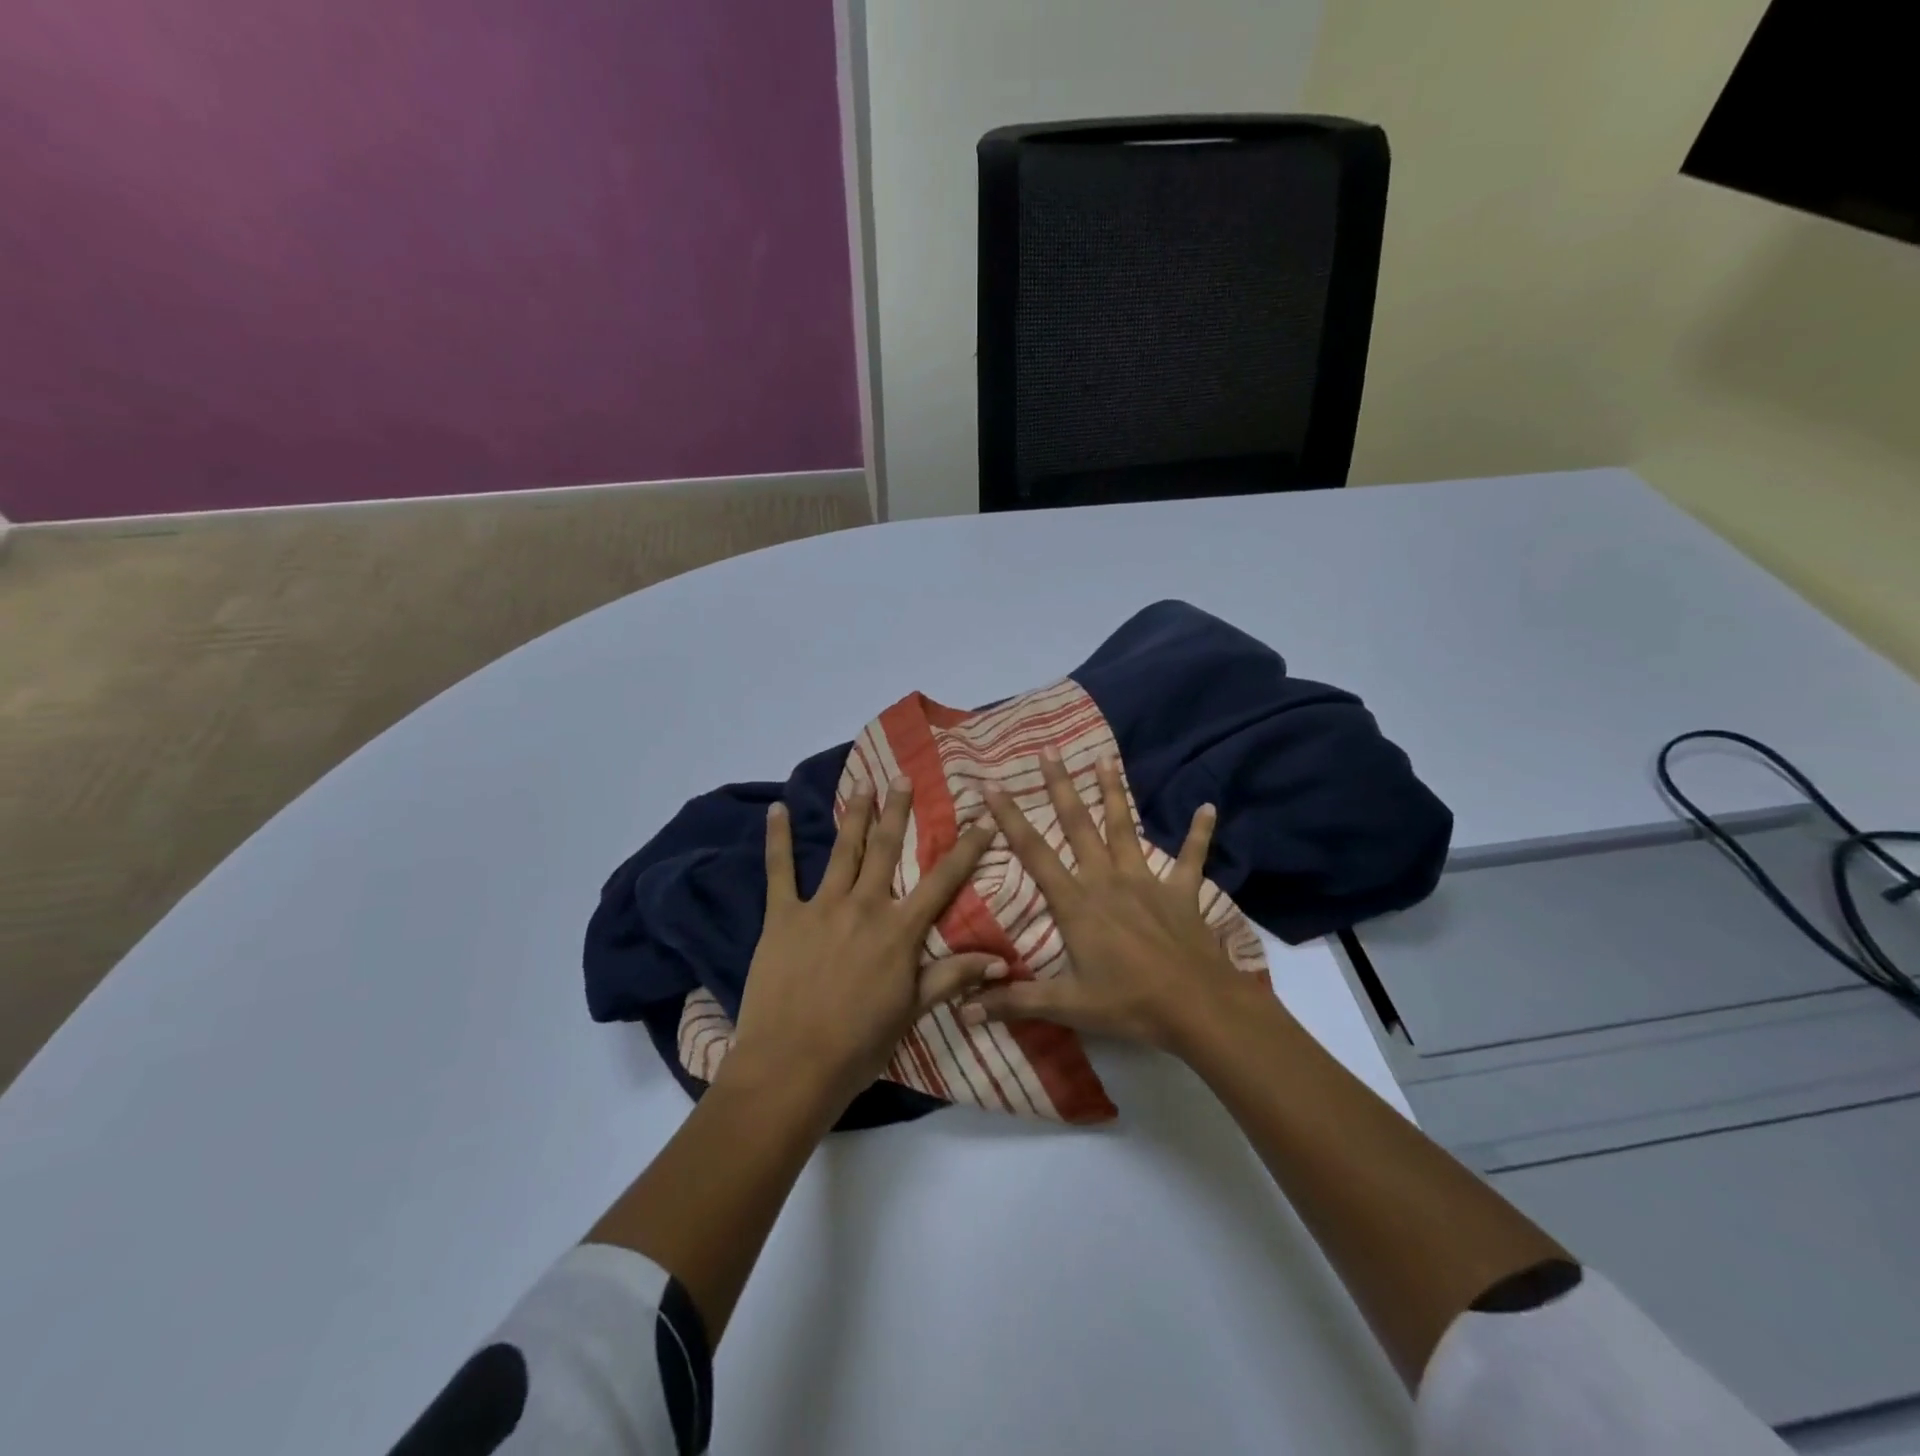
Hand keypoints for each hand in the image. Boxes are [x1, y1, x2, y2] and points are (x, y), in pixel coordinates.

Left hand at [724, 777, 1002, 1116]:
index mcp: (900, 930)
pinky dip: (779, 838)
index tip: (982, 818)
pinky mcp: (783, 916)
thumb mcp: (913, 1011)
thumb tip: (1004, 961)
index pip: (943, 880)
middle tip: (904, 778)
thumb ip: (954, 977)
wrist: (793, 1066)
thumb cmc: (860, 1044)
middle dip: (898, 811)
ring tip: (862, 783)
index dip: (966, 848)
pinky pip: (780, 871)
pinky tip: (776, 809)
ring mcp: (821, 906)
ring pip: (844, 850)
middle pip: (886, 849)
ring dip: (855, 814)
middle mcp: (865, 906)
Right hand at [960, 749, 1248, 1052]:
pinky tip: (1208, 807)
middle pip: (1079, 825)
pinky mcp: (1180, 892)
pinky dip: (1199, 833)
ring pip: (1126, 828)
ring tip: (1105, 758)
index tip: (991, 786)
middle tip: (1049, 751)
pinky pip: (1190, 857)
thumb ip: (1015, 1002)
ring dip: (1115, 792)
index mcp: (1076, 903)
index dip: (1011, 818)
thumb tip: (963, 1009)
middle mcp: (1107, 880)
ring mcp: (1146, 882)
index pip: (1034, 853)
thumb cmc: (1128, 1004)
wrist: (1197, 1008)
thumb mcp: (1067, 1005)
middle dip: (1061, 787)